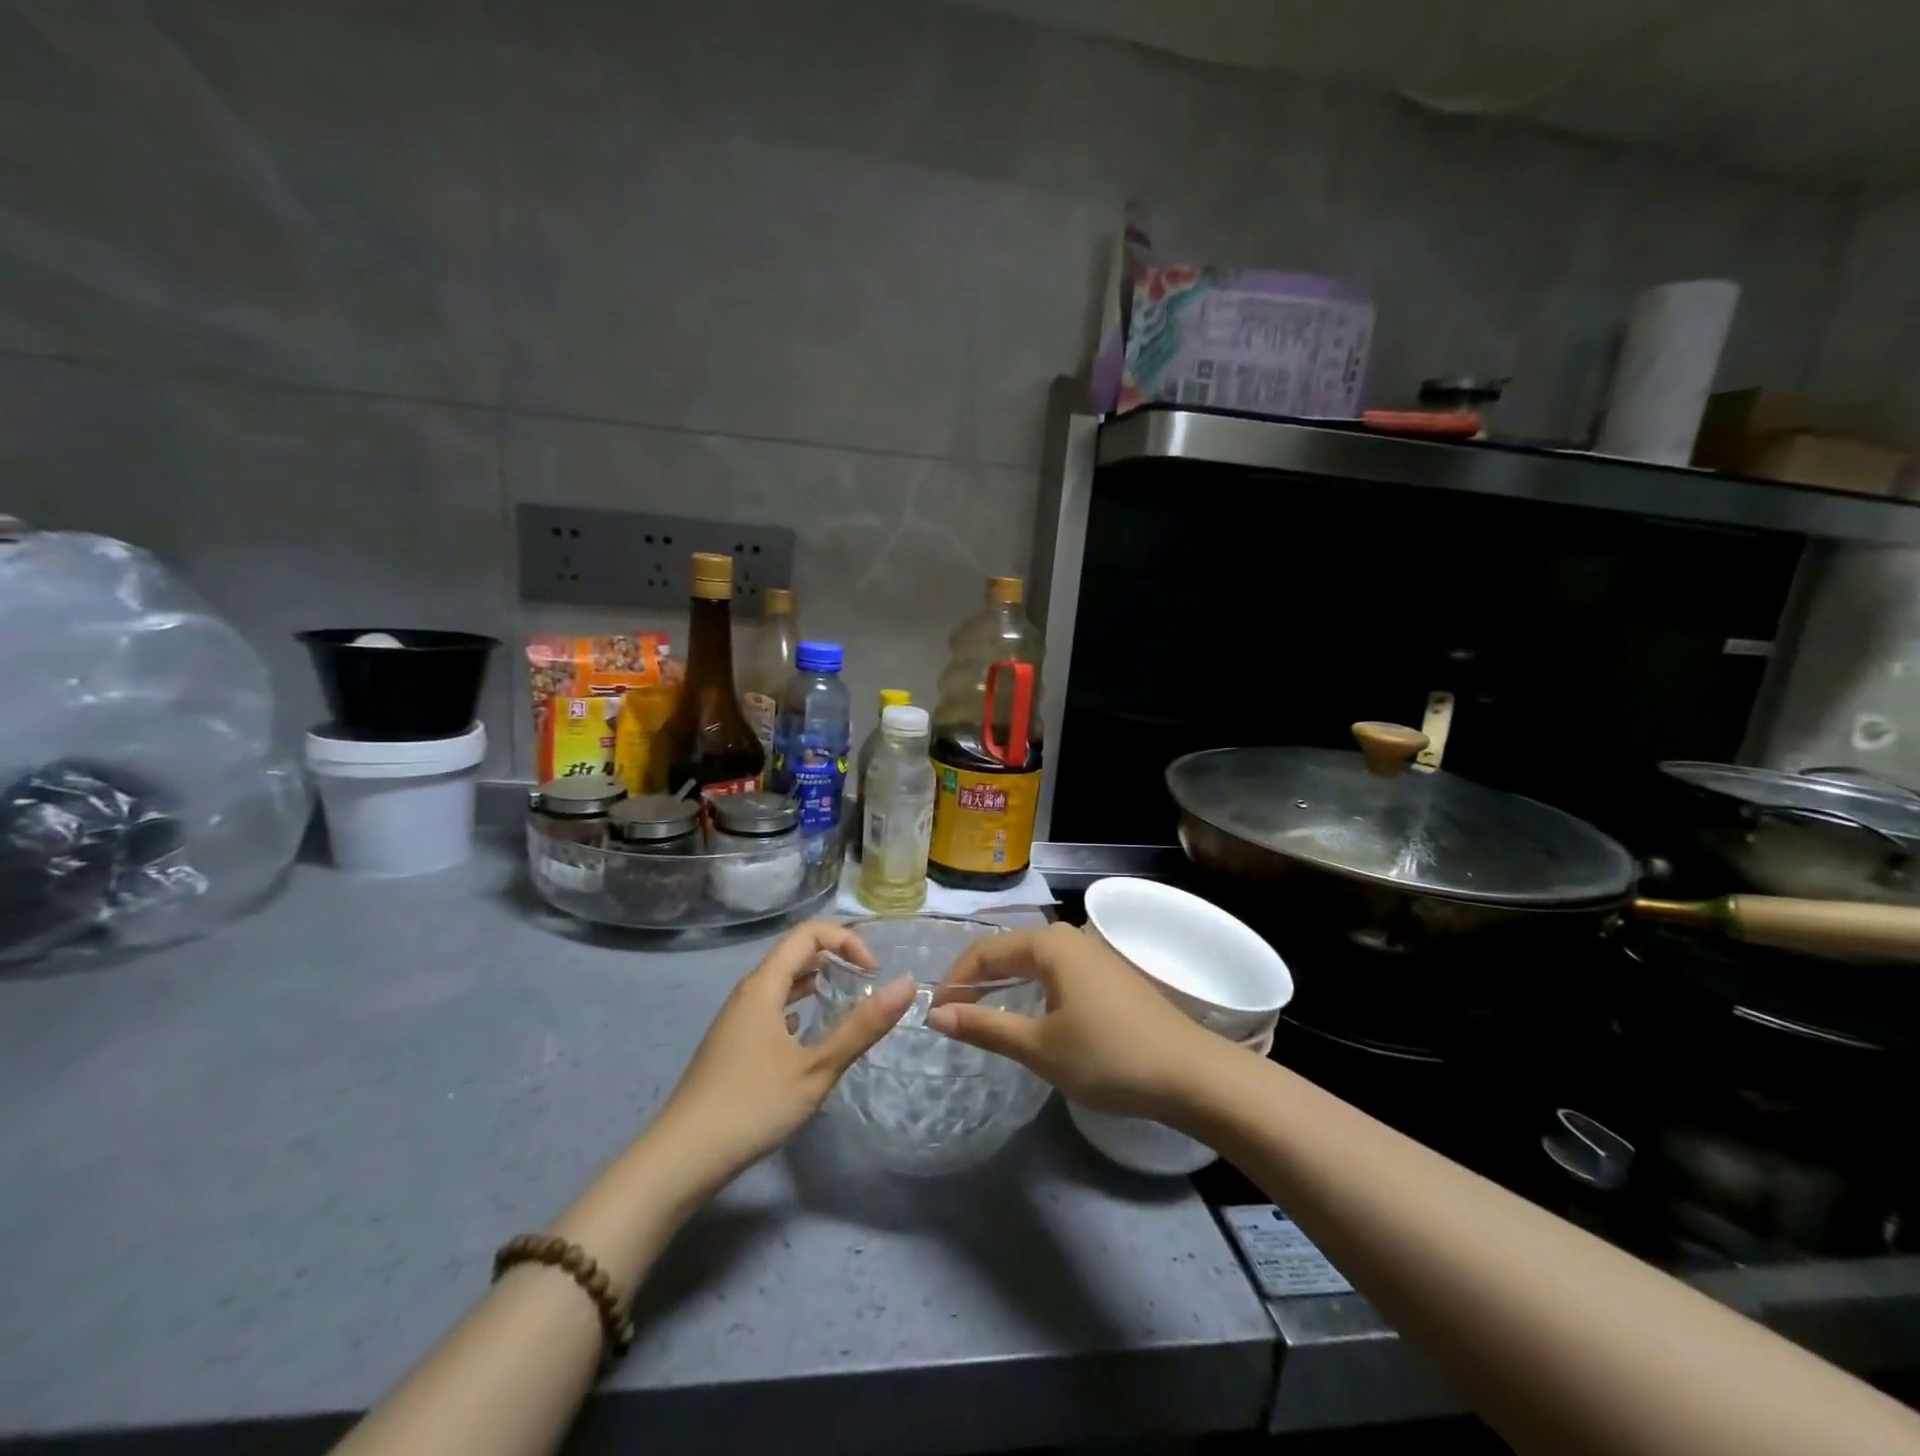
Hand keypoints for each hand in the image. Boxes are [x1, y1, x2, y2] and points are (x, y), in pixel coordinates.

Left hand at [655, 921, 914, 1182]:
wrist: (681, 1159)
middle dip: (835, 957)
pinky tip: (809, 1033)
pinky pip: (772, 1008)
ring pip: (782, 983)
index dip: (846, 941)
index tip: (873, 973)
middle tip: (867, 983)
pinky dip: (798, 1008)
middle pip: (794, 953)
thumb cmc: (751, 1105)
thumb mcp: (816, 1068)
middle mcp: (748, 993)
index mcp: (764, 986)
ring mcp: (736, 1020)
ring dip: (816, 982)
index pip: (808, 934)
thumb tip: (907, 985)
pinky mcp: (733, 1045)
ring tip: (846, 1001)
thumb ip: (862, 1027)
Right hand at [927, 922, 1219, 1119]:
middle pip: (1008, 951)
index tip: (934, 1015)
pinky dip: (1030, 989)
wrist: (1189, 1074)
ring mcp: (1092, 954)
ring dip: (1003, 985)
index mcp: (1049, 944)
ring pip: (1032, 962)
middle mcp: (1069, 937)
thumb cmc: (1108, 1056)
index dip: (955, 980)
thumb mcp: (1039, 1046)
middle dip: (977, 980)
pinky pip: (1055, 972)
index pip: (985, 951)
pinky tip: (1028, 1014)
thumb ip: (985, 1026)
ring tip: (981, 1015)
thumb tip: (937, 1014)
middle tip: (952, 1015)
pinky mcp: (1108, 974)